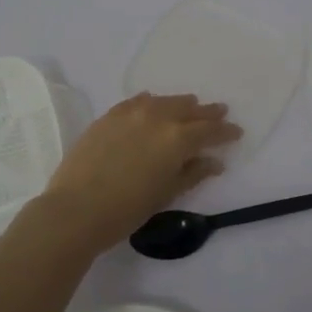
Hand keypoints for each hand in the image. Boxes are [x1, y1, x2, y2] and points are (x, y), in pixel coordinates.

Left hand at [20, 93, 241, 259]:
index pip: (210, 130)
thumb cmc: (127, 210)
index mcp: (178, 139)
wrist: (76, 209)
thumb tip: (214, 161)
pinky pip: (138, 101)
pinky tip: (153, 105)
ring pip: (164, 101)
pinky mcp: (110, 115)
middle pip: (189, 109)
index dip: (225, 131)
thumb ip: (193, 173)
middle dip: (207, 113)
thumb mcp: (167, 193)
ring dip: (181, 105)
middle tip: (220, 112)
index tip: (236, 132)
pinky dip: (152, 103)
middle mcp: (158, 117)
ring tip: (190, 107)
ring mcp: (131, 112)